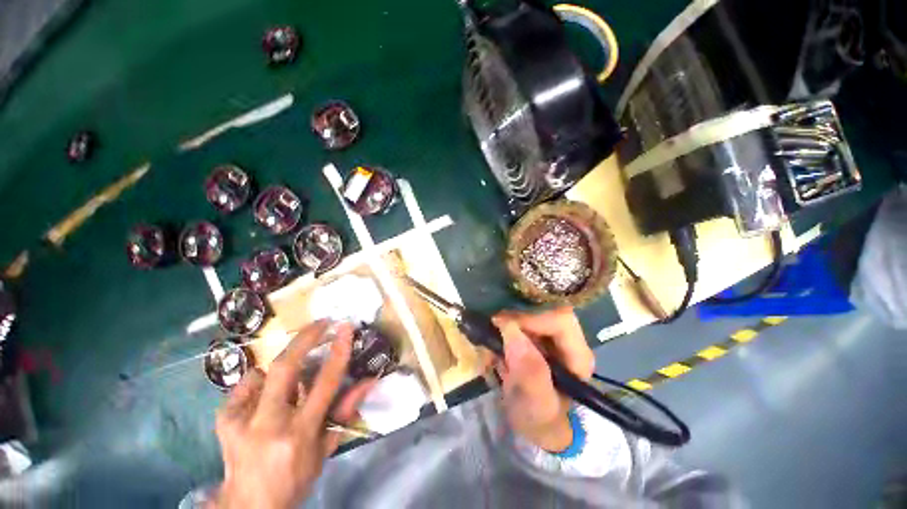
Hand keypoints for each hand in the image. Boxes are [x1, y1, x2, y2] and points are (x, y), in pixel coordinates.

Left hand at [213, 321, 374, 508]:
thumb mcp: (325, 448)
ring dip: (281, 368)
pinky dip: (260, 383)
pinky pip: (246, 385)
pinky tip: (263, 399)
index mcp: (299, 432)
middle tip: (321, 323)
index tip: (345, 327)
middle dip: (305, 338)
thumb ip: (346, 410)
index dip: (338, 350)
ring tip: (289, 382)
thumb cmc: (295, 478)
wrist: (248, 505)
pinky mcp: (223, 419)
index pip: (324, 382)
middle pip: (285, 367)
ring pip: (263, 372)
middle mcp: (268, 423)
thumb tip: (369, 380)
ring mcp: (239, 420)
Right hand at [491, 307, 594, 452]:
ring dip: (505, 325)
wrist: (536, 427)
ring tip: (491, 346)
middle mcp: (567, 340)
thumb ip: (530, 374)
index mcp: (577, 355)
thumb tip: (511, 331)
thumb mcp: (536, 406)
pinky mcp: (536, 337)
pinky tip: (495, 349)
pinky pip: (518, 321)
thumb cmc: (541, 421)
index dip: (531, 318)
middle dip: (514, 319)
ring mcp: (550, 336)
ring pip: (528, 312)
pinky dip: (502, 330)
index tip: (502, 325)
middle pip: (542, 310)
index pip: (560, 320)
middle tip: (492, 333)